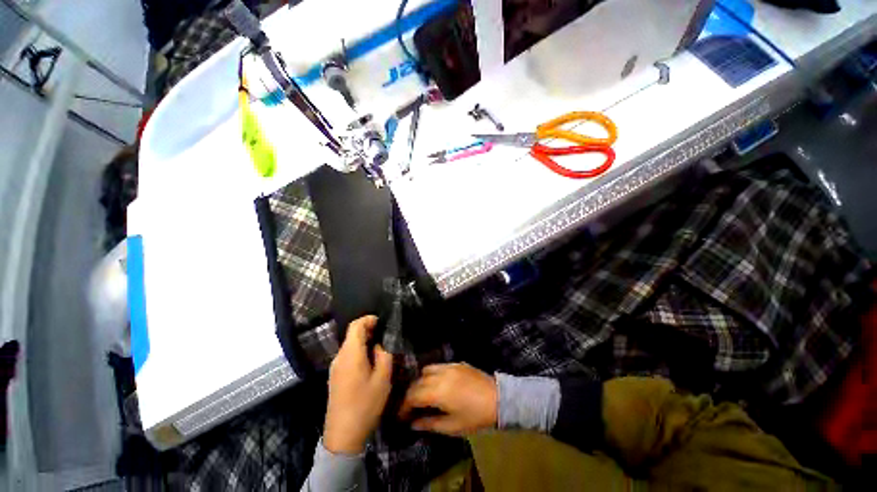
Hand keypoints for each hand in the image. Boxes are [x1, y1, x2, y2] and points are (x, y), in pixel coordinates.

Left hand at [323, 315, 392, 453]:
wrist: (343, 435)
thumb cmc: (365, 404)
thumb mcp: (383, 378)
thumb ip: (384, 355)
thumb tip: (378, 345)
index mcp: (351, 354)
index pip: (355, 326)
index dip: (368, 319)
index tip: (381, 321)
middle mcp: (340, 357)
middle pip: (351, 335)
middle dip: (367, 330)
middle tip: (384, 335)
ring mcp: (335, 368)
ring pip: (349, 345)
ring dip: (363, 341)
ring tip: (379, 348)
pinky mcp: (334, 377)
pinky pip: (347, 356)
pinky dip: (358, 351)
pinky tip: (369, 362)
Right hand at [399, 363, 497, 435]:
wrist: (498, 399)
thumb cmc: (475, 417)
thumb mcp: (452, 426)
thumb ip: (429, 423)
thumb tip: (413, 424)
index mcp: (438, 391)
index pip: (413, 396)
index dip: (404, 406)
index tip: (401, 416)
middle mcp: (440, 375)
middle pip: (417, 381)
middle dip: (411, 394)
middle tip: (410, 407)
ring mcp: (449, 366)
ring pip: (427, 370)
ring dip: (421, 381)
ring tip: (424, 394)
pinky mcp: (457, 363)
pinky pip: (439, 366)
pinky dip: (433, 374)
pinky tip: (438, 384)